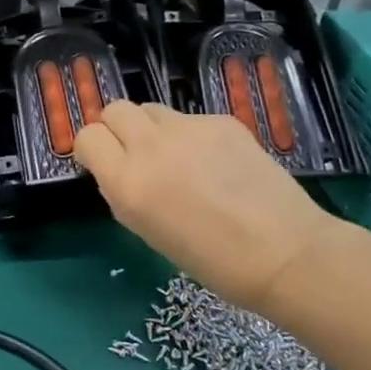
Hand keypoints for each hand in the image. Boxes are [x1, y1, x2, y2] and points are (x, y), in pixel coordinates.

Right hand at [74, 101, 334, 312]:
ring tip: (176, 157)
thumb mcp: (147, 231)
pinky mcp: (221, 120)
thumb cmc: (210, 260)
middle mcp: (150, 147)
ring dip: (152, 129)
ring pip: (152, 109)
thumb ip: (124, 192)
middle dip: (117, 128)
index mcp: (126, 183)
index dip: (92, 148)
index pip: (87, 136)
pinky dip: (192, 136)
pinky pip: (190, 119)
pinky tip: (216, 163)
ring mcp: (188, 128)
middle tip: (135, 154)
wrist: (283, 252)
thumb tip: (118, 169)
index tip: (103, 163)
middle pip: (115, 110)